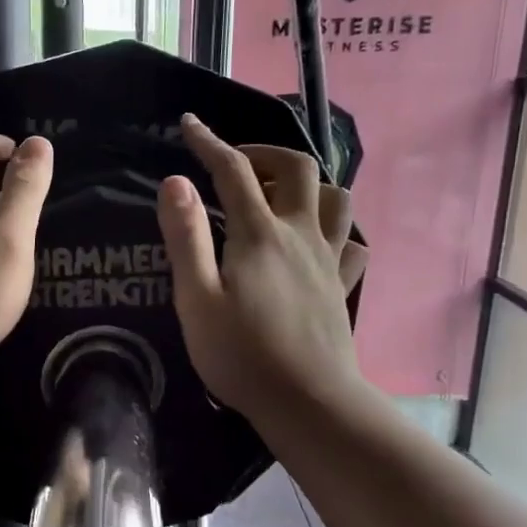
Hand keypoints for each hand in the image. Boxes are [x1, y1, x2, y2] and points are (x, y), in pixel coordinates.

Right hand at [156, 114, 368, 428]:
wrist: (308, 402)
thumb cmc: (241, 354)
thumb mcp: (197, 298)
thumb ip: (185, 237)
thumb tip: (175, 181)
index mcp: (259, 233)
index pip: (233, 170)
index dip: (209, 142)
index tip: (189, 124)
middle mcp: (300, 233)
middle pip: (297, 168)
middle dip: (265, 153)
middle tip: (236, 166)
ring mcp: (328, 259)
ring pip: (335, 197)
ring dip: (307, 184)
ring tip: (278, 198)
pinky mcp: (342, 285)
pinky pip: (351, 242)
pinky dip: (335, 230)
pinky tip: (316, 243)